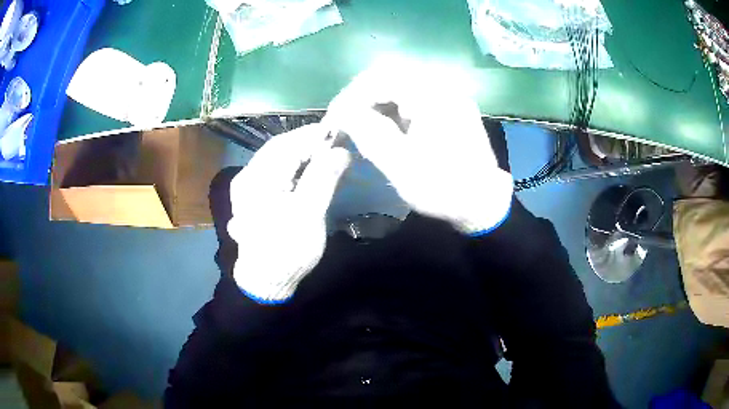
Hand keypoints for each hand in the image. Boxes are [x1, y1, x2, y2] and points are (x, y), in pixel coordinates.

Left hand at [227, 124, 351, 302]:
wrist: (266, 280)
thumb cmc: (287, 250)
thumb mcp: (308, 215)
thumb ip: (322, 179)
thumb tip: (340, 150)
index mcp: (256, 181)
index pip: (286, 146)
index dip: (311, 135)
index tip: (336, 130)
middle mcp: (246, 178)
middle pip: (277, 148)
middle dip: (305, 140)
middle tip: (332, 138)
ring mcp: (246, 187)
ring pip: (274, 157)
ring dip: (298, 150)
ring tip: (322, 148)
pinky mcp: (251, 196)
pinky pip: (272, 170)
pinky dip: (291, 163)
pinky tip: (305, 165)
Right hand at [324, 62, 512, 234]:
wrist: (483, 203)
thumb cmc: (442, 188)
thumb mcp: (400, 165)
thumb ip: (368, 132)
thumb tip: (343, 112)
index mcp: (432, 96)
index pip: (380, 79)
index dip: (351, 96)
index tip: (334, 118)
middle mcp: (442, 86)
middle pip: (390, 75)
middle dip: (362, 96)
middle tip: (344, 119)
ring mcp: (448, 95)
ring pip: (401, 84)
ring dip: (376, 100)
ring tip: (360, 122)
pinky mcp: (450, 106)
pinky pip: (414, 95)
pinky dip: (393, 106)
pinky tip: (384, 123)